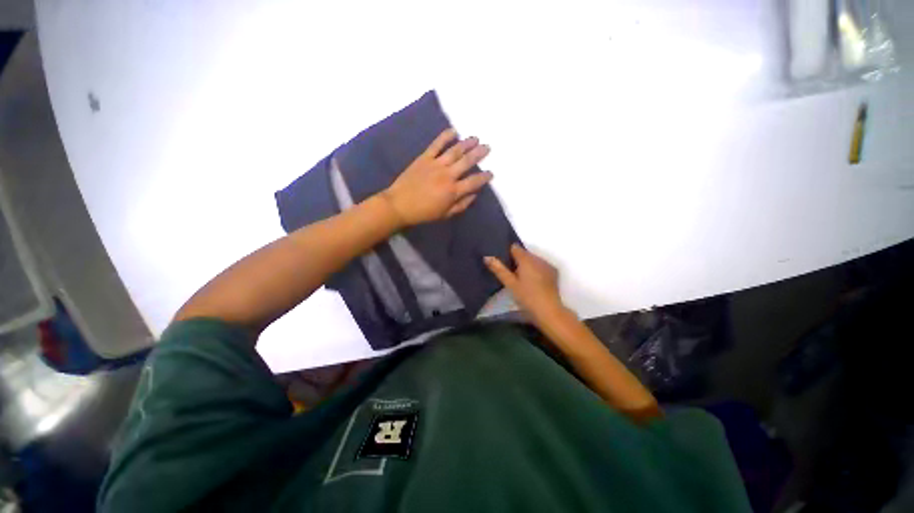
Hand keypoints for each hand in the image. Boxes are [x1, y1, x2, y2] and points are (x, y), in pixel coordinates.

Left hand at [383, 128, 491, 225]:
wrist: (399, 205)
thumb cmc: (424, 212)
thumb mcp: (445, 214)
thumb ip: (461, 205)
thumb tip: (474, 195)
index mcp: (453, 191)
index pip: (474, 182)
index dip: (484, 177)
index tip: (491, 173)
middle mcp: (447, 175)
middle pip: (467, 162)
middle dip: (479, 154)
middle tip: (488, 147)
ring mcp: (436, 165)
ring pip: (455, 151)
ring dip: (467, 144)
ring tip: (475, 138)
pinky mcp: (424, 158)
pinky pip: (436, 145)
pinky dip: (445, 136)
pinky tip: (454, 131)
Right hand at [485, 244, 566, 326]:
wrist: (549, 310)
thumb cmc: (527, 297)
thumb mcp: (510, 284)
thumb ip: (498, 269)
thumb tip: (487, 257)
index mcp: (526, 259)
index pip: (515, 248)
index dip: (507, 252)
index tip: (502, 261)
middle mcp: (538, 258)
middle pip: (524, 253)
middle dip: (517, 260)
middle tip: (510, 272)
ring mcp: (547, 264)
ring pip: (533, 259)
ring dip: (527, 264)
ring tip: (520, 277)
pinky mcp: (554, 272)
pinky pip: (541, 265)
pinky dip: (536, 269)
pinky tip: (532, 281)